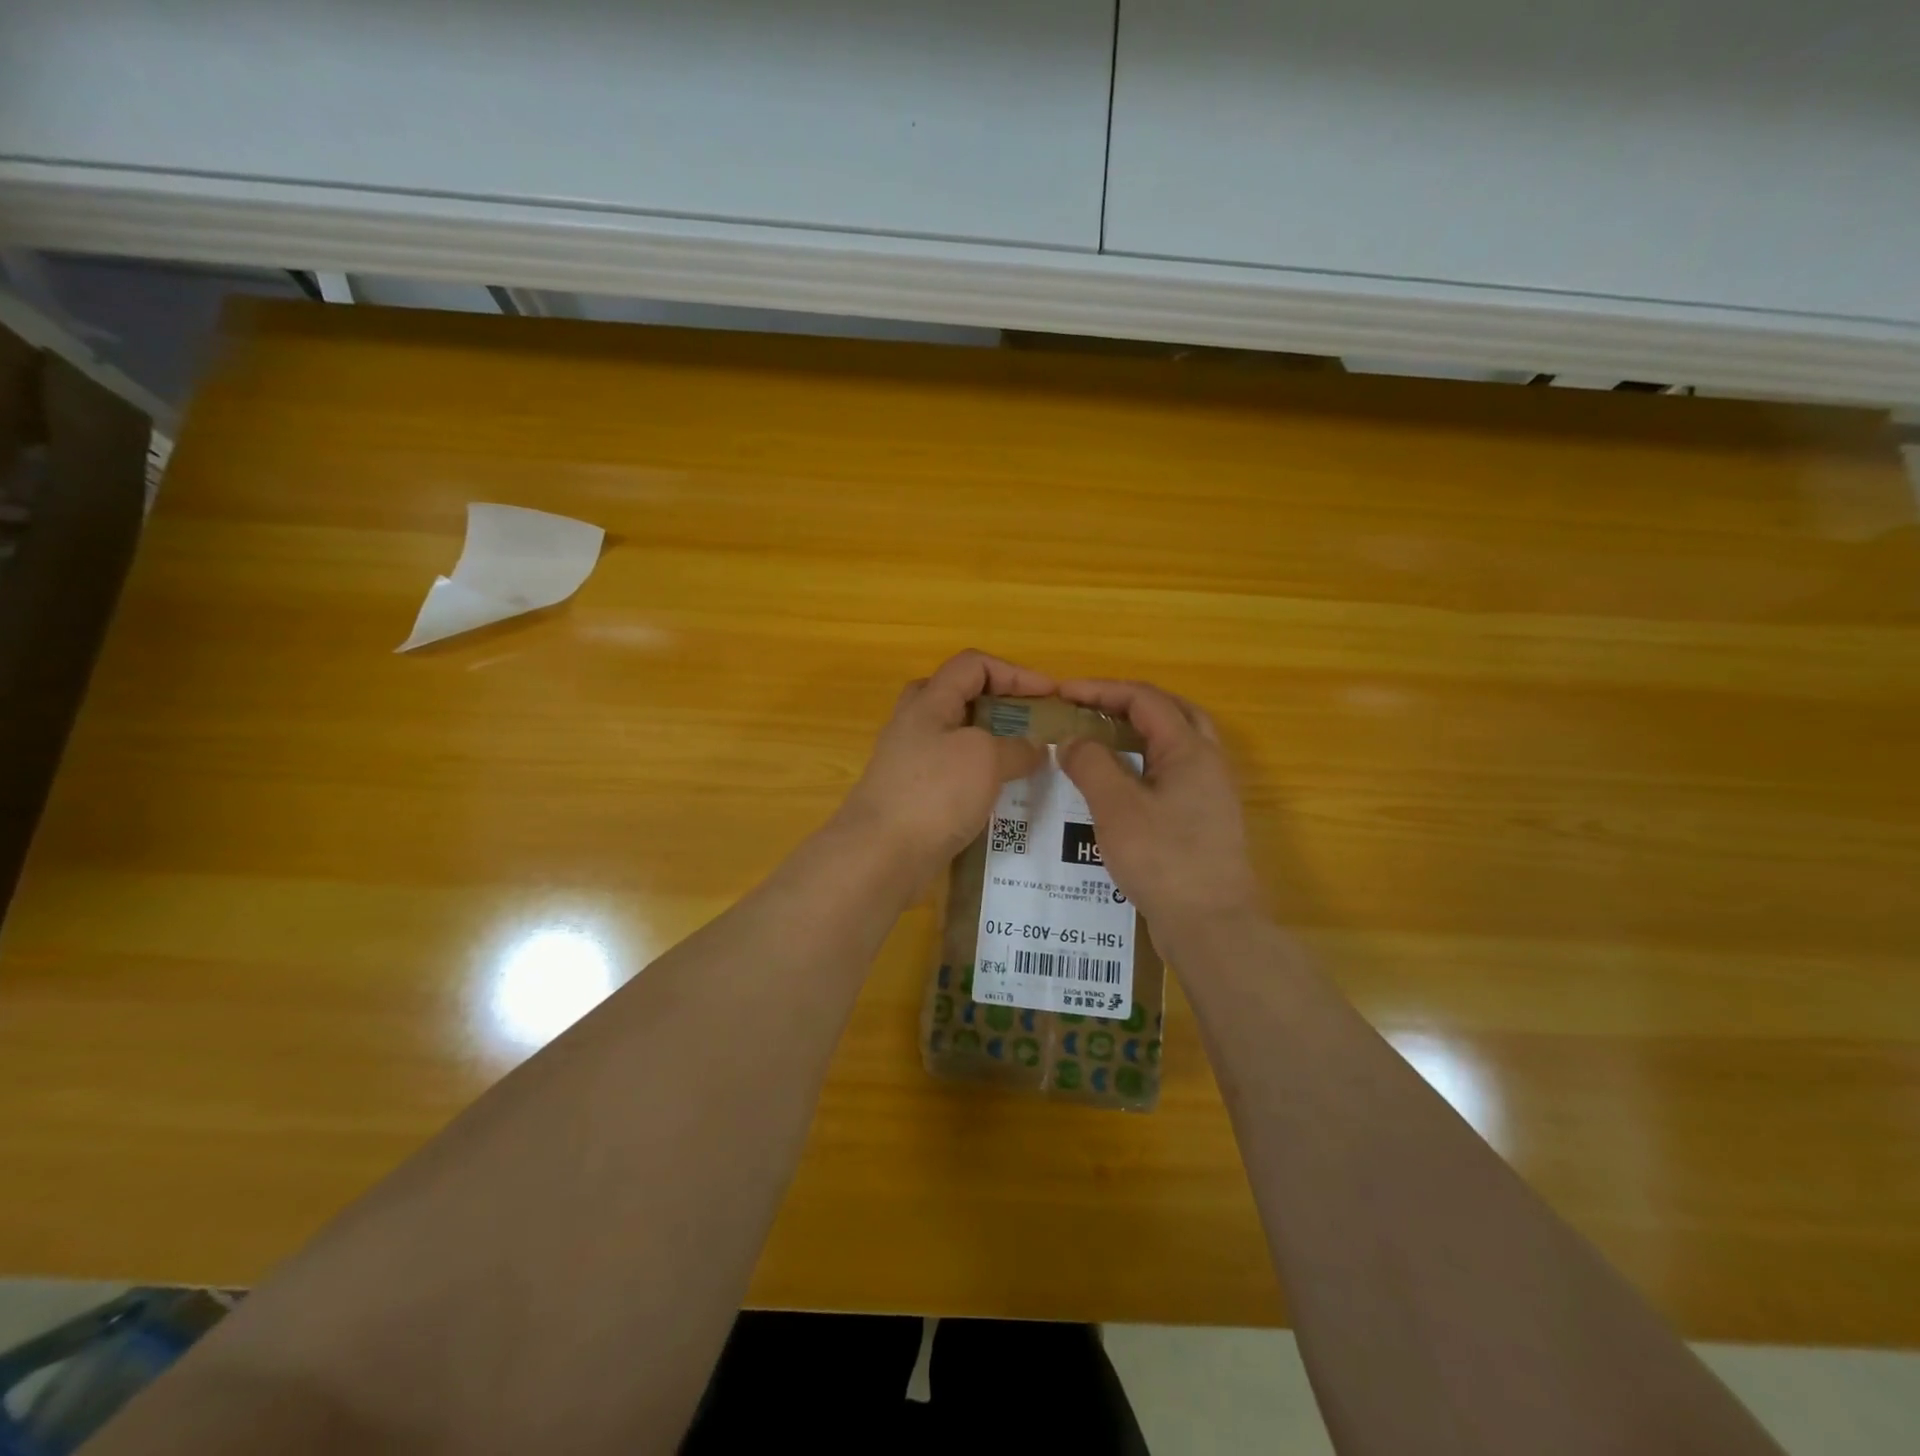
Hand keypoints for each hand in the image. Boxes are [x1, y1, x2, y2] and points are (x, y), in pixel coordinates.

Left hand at [833, 651, 1053, 888]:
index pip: (972, 665)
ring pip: (956, 739)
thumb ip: (1016, 747)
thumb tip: (1034, 748)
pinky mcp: (912, 796)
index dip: (1015, 673)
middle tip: (1027, 724)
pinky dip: (979, 778)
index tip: (1050, 695)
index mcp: (928, 702)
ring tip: (1025, 763)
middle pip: (958, 696)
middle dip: (998, 704)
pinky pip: (952, 774)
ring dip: (992, 745)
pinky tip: (1001, 798)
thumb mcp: (985, 759)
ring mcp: (910, 762)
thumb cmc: (934, 794)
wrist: (880, 855)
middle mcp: (914, 725)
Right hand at [1057, 680, 1260, 938]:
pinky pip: (1173, 774)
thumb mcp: (1116, 807)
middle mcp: (1208, 763)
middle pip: (1171, 713)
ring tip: (1101, 739)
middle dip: (1128, 703)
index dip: (1102, 690)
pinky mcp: (1205, 820)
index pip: (1145, 699)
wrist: (1211, 925)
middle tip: (1090, 708)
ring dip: (1139, 732)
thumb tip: (1072, 740)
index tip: (1063, 693)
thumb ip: (1091, 764)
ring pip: (1176, 744)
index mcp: (1191, 750)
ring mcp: (1211, 793)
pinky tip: (1119, 785)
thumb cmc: (1163, 859)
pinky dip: (1145, 763)